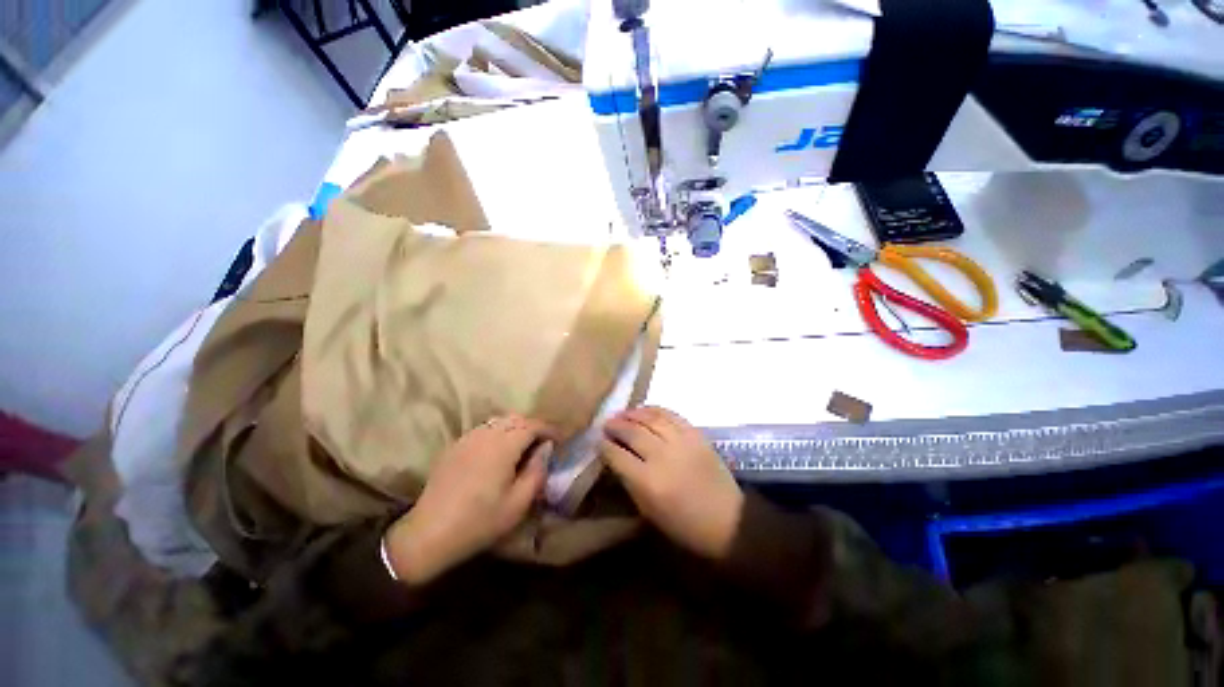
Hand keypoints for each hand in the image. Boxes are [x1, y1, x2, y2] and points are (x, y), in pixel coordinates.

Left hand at [384, 415, 555, 584]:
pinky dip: (497, 433)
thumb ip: (537, 471)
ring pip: (498, 421)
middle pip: (515, 418)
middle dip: (533, 426)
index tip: (560, 440)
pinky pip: (483, 430)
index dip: (550, 429)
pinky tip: (497, 453)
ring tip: (522, 446)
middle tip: (542, 443)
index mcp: (504, 445)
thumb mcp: (518, 503)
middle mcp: (486, 434)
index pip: (533, 425)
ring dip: (515, 428)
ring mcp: (467, 438)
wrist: (429, 534)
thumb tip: (545, 449)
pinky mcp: (455, 446)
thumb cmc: (480, 521)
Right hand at [600, 407, 743, 559]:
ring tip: (622, 414)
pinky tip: (644, 410)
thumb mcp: (649, 511)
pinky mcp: (695, 434)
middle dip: (615, 425)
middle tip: (606, 423)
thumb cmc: (684, 525)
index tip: (598, 440)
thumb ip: (629, 481)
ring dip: (632, 413)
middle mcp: (662, 456)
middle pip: (632, 431)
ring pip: (650, 418)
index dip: (604, 445)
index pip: (617, 454)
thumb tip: (615, 457)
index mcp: (648, 481)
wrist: (728, 520)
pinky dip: (654, 409)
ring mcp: (681, 441)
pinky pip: (670, 414)